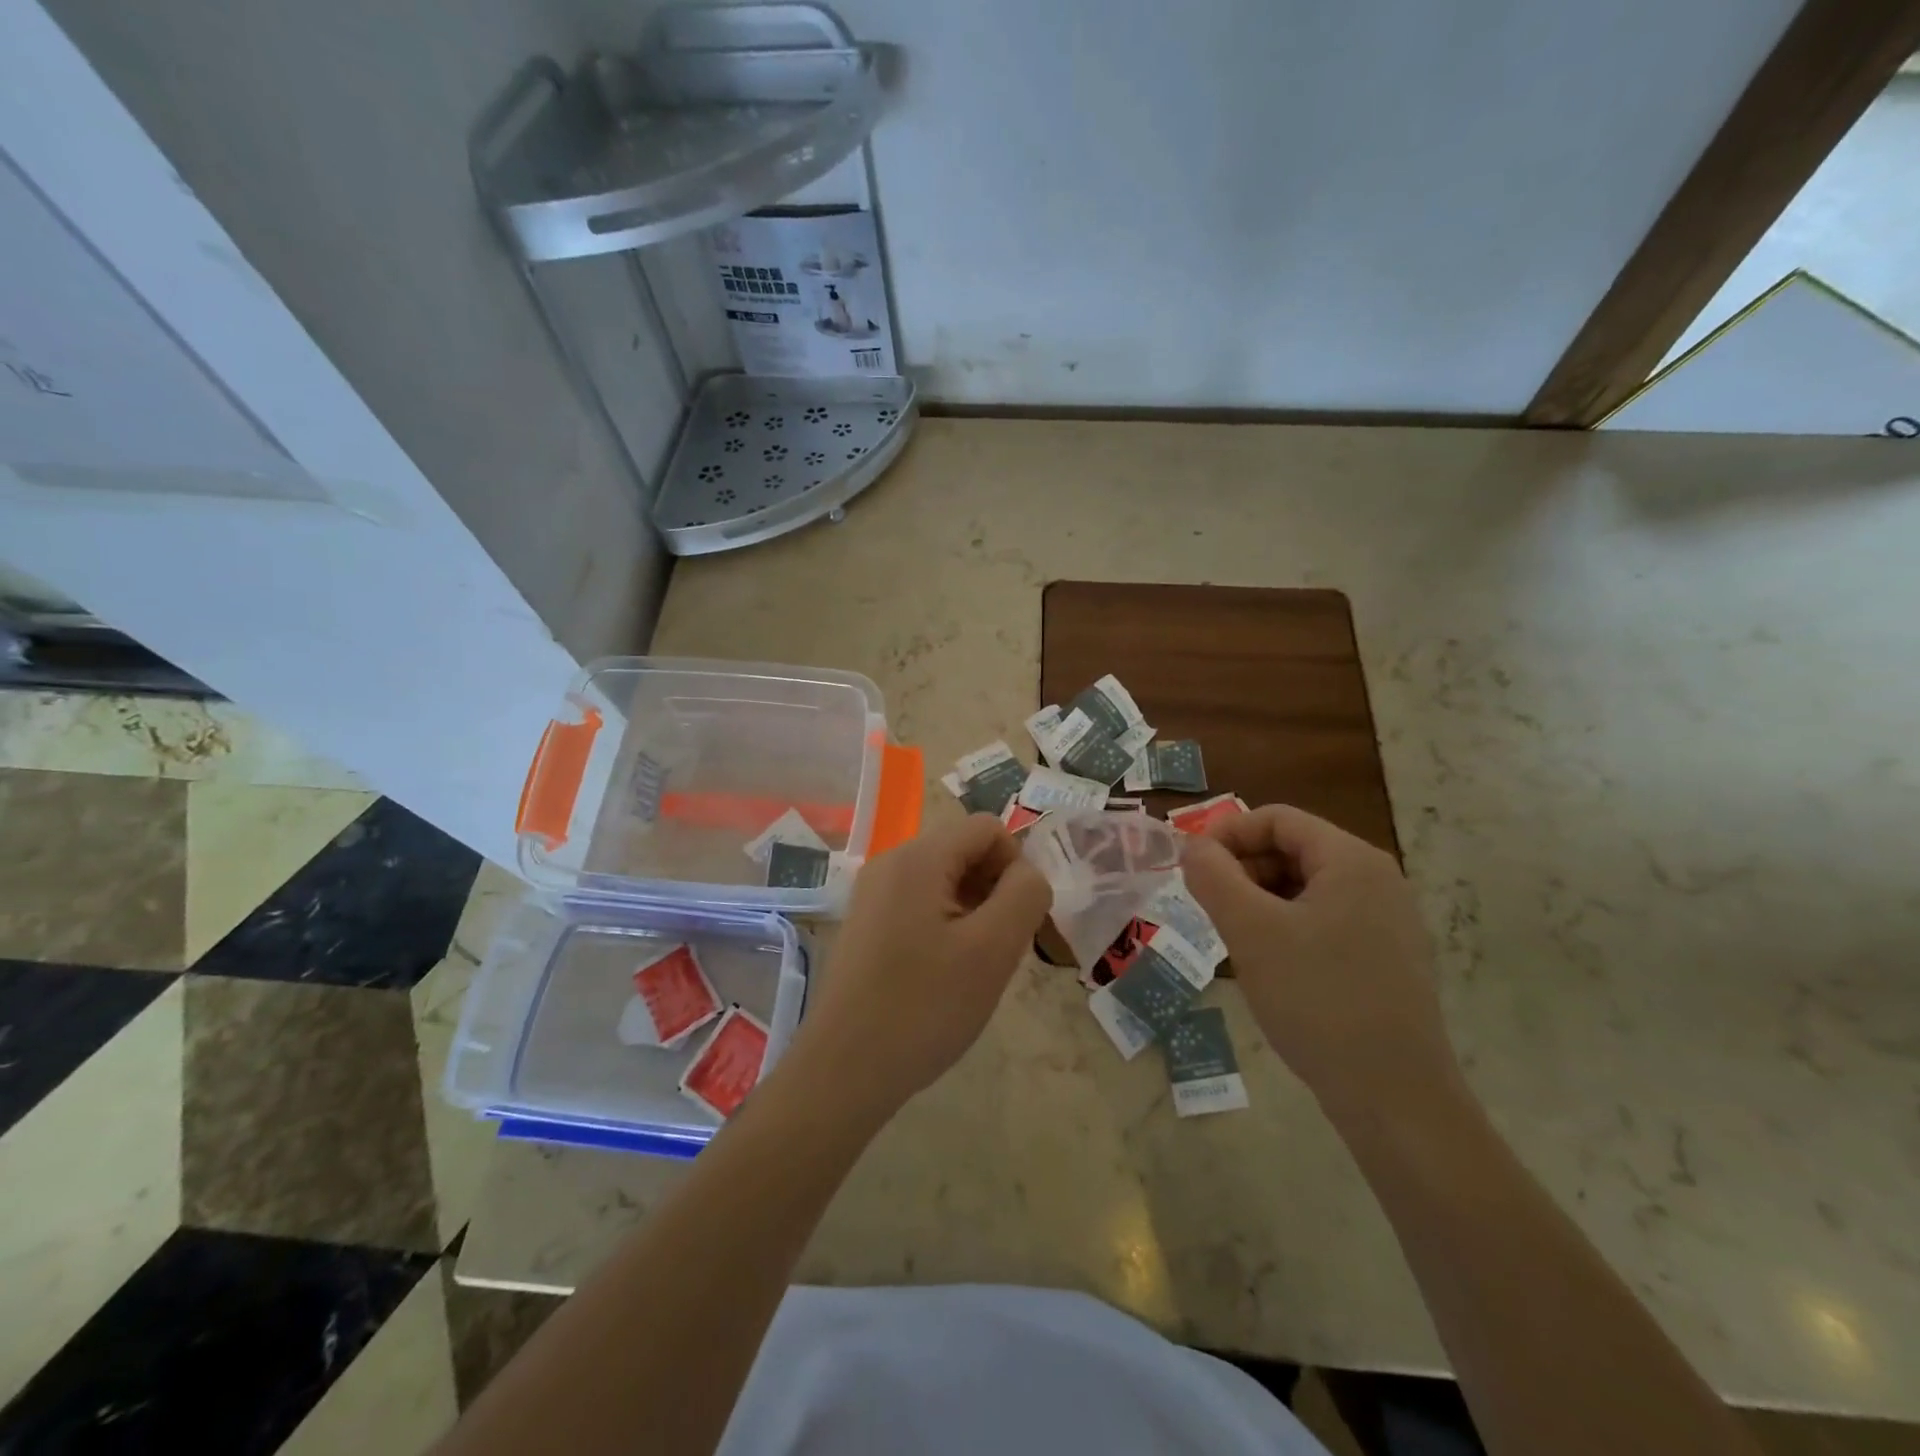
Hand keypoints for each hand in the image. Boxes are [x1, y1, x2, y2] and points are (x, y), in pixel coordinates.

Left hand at [787, 813, 1051, 1120]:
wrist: (844, 1069)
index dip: (1015, 866)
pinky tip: (941, 974)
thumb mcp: (993, 949)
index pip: (988, 828)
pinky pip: (920, 904)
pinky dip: (945, 926)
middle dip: (993, 890)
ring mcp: (872, 893)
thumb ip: (1024, 895)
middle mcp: (890, 863)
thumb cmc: (924, 1007)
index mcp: (918, 858)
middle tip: (997, 948)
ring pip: (944, 880)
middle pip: (964, 850)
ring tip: (971, 966)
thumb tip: (1026, 874)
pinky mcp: (865, 923)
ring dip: (972, 911)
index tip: (1016, 921)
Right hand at [1179, 805, 1459, 1116]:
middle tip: (1207, 905)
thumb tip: (1193, 847)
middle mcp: (1377, 880)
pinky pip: (1323, 920)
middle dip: (1242, 868)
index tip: (1190, 866)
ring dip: (1259, 899)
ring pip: (1305, 887)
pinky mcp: (1385, 958)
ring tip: (1232, 936)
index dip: (1226, 833)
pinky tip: (1267, 963)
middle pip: (1293, 849)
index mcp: (1352, 861)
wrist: (1395, 1099)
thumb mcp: (1251, 932)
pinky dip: (1285, 926)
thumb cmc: (1319, 1000)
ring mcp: (1386, 921)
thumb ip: (1213, 877)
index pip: (1277, 818)